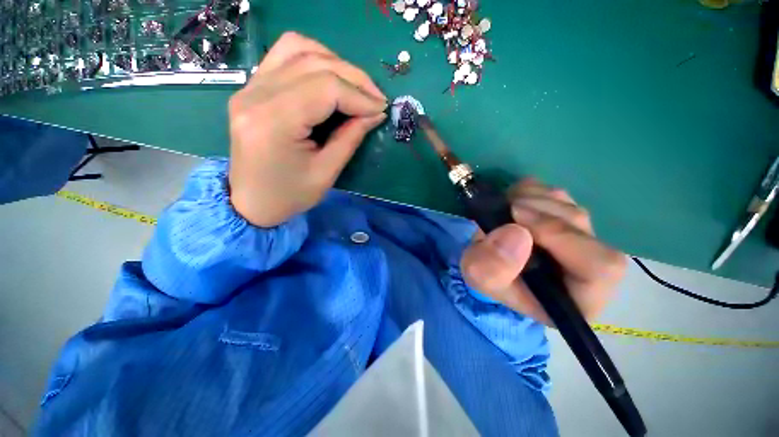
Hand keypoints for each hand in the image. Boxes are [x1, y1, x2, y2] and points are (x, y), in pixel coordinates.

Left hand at [228, 32, 387, 226]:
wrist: (252, 201)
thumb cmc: (290, 195)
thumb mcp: (327, 173)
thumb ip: (351, 138)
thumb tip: (375, 112)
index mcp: (274, 123)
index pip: (325, 88)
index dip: (359, 96)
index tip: (381, 109)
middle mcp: (256, 95)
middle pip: (314, 63)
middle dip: (354, 78)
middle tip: (376, 98)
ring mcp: (250, 87)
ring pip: (298, 48)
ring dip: (335, 63)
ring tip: (355, 87)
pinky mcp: (252, 88)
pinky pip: (285, 55)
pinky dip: (314, 60)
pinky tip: (330, 78)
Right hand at [460, 179, 625, 324]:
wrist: (486, 263)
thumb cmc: (488, 277)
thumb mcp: (480, 279)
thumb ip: (492, 267)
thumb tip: (516, 233)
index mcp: (578, 294)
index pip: (600, 265)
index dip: (560, 236)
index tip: (516, 222)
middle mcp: (588, 263)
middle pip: (580, 224)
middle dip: (536, 212)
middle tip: (503, 211)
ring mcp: (578, 235)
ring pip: (567, 204)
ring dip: (529, 200)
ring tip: (502, 211)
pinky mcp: (563, 215)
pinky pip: (554, 193)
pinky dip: (529, 191)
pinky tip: (510, 204)